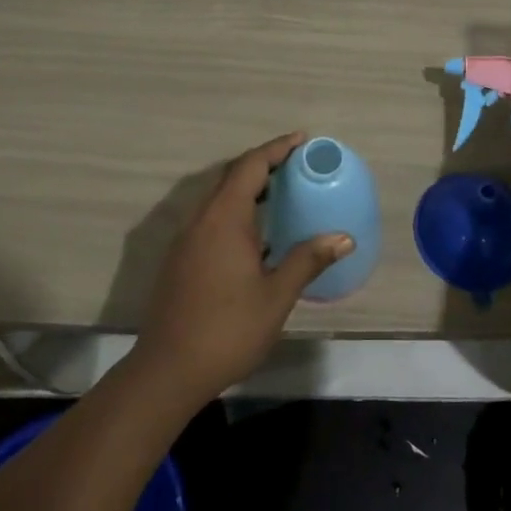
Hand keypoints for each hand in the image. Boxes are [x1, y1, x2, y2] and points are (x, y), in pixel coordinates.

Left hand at [136, 132, 353, 405]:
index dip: (277, 148)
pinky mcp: (180, 259)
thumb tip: (343, 238)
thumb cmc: (227, 329)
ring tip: (280, 193)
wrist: (167, 371)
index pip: (251, 166)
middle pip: (232, 176)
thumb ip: (307, 261)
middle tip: (296, 164)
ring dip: (248, 188)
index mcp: (224, 218)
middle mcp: (201, 219)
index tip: (302, 139)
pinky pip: (211, 217)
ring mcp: (186, 239)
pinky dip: (235, 210)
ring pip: (219, 197)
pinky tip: (254, 234)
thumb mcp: (276, 296)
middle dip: (264, 164)